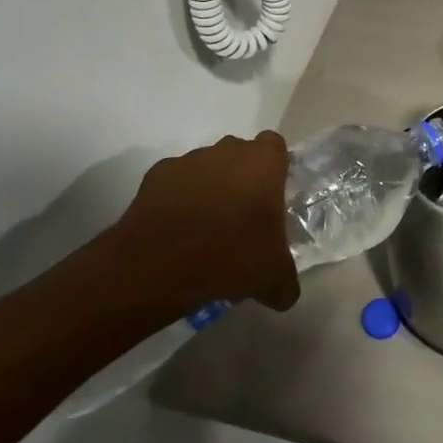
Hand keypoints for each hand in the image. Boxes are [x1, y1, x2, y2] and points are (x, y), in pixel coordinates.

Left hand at [107, 133, 299, 314]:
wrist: (157, 265)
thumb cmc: (230, 256)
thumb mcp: (272, 277)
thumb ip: (286, 280)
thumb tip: (286, 294)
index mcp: (263, 162)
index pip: (276, 147)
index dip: (274, 169)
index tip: (270, 198)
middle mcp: (228, 150)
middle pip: (240, 155)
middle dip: (241, 180)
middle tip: (241, 219)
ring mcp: (190, 160)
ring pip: (207, 168)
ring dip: (210, 190)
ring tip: (205, 232)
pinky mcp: (157, 175)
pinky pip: (176, 184)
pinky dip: (178, 201)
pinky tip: (177, 233)